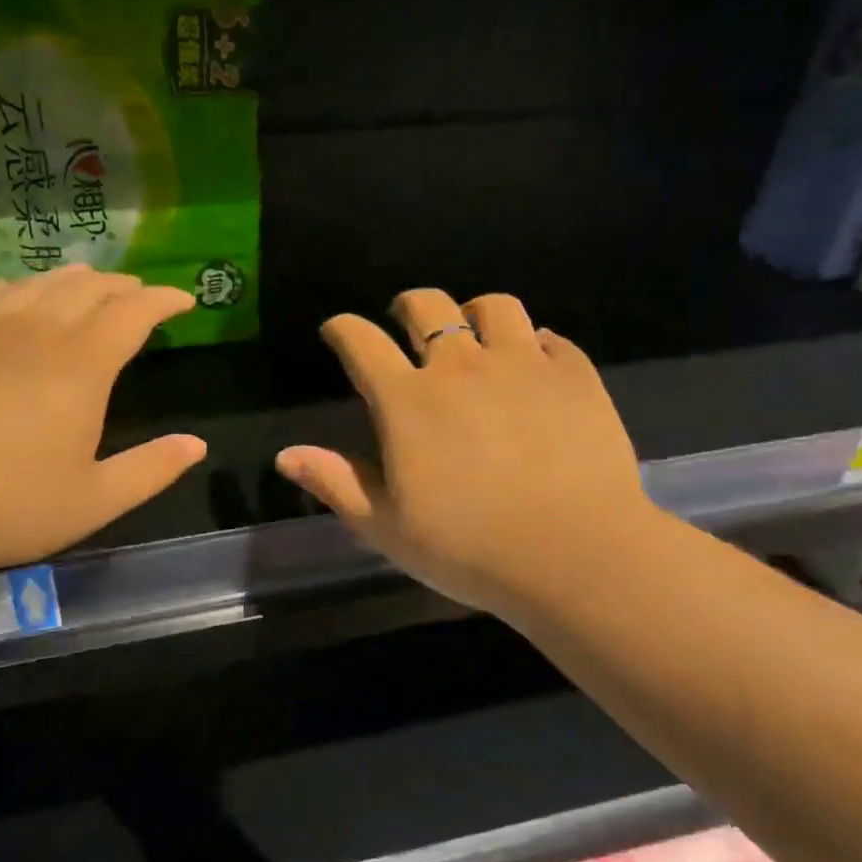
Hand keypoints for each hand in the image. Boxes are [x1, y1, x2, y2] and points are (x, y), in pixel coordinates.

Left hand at [0, 266, 206, 585]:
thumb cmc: (8, 507)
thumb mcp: (94, 501)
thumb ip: (151, 469)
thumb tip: (197, 445)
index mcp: (81, 367)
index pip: (134, 312)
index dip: (164, 300)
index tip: (184, 301)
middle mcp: (36, 332)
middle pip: (89, 288)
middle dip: (123, 287)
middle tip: (140, 296)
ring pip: (39, 284)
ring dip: (75, 280)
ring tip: (90, 286)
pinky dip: (21, 289)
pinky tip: (19, 297)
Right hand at [276, 288, 654, 621]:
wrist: (576, 555)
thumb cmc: (469, 548)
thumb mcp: (386, 526)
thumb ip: (336, 482)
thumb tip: (285, 454)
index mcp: (408, 400)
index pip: (361, 342)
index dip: (342, 329)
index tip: (337, 331)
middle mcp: (462, 367)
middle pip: (427, 306)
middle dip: (407, 307)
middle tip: (405, 323)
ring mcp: (524, 365)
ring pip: (495, 307)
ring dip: (474, 314)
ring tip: (475, 337)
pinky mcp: (575, 376)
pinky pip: (550, 339)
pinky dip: (533, 345)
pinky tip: (533, 368)